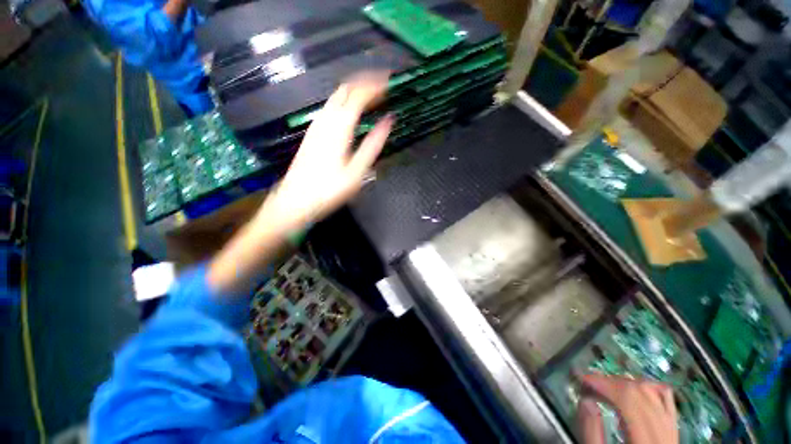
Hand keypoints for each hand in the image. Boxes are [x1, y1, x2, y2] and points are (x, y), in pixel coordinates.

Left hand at [262, 71, 393, 229]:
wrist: (295, 200)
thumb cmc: (328, 190)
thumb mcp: (356, 171)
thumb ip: (373, 145)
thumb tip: (388, 122)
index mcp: (339, 127)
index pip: (358, 95)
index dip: (375, 85)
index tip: (390, 81)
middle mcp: (326, 120)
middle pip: (345, 89)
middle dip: (365, 81)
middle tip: (383, 84)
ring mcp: (317, 125)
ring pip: (336, 96)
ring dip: (355, 90)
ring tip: (372, 94)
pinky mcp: (313, 132)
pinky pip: (331, 107)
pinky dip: (345, 101)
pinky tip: (353, 110)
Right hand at [577, 374, 677, 443]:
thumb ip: (591, 432)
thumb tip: (585, 399)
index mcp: (646, 442)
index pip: (628, 400)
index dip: (603, 383)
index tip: (581, 377)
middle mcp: (664, 434)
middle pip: (641, 394)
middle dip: (611, 381)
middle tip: (589, 380)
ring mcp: (673, 432)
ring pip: (655, 393)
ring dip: (627, 382)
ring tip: (606, 384)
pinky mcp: (674, 431)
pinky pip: (667, 401)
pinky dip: (648, 388)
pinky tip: (633, 387)